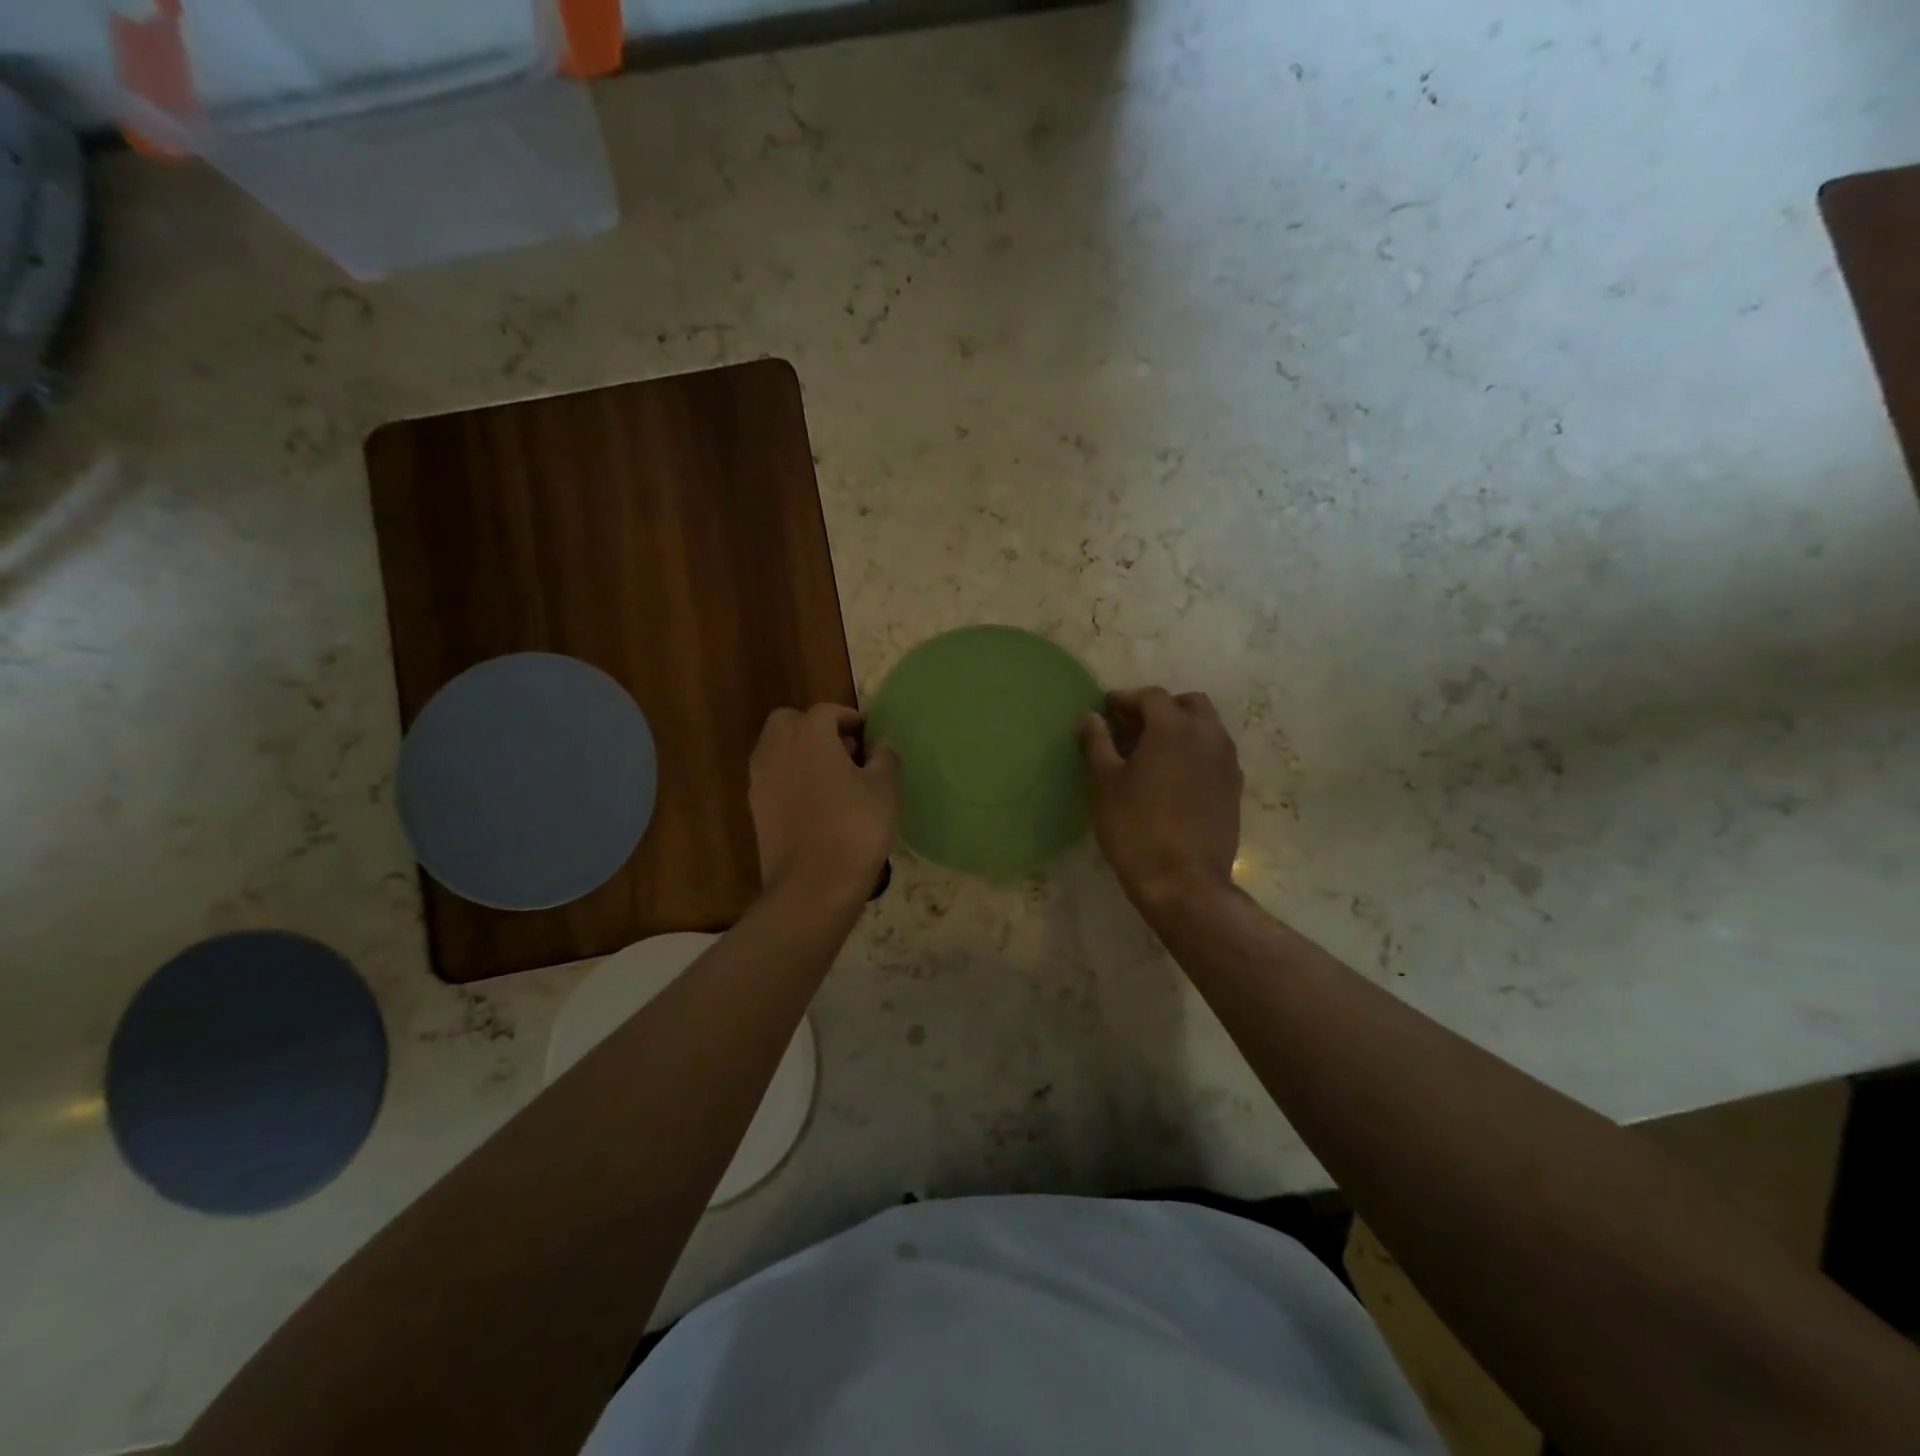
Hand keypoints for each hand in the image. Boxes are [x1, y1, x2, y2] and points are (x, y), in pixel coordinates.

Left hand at [749, 703, 898, 902]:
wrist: (813, 885)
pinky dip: (791, 778)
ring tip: (833, 778)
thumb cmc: (855, 828)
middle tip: (844, 751)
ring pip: (777, 749)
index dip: (850, 718)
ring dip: (800, 752)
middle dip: (815, 728)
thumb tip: (880, 745)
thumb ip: (885, 758)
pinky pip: (773, 778)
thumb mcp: (884, 789)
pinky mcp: (755, 808)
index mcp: (809, 735)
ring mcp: (760, 779)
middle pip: (789, 722)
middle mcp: (777, 749)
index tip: (868, 735)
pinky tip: (816, 803)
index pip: (827, 711)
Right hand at [1080, 687, 1242, 915]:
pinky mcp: (1234, 788)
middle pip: (1188, 704)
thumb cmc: (1136, 828)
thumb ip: (1098, 743)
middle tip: (1131, 728)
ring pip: (1206, 728)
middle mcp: (1208, 736)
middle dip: (1160, 708)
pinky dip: (1194, 751)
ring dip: (1180, 728)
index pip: (1151, 697)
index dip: (1126, 699)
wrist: (1183, 882)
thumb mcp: (1106, 783)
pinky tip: (1172, 776)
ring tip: (1150, 752)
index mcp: (1174, 728)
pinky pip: (1214, 754)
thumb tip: (1090, 718)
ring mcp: (1227, 763)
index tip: (1106, 710)